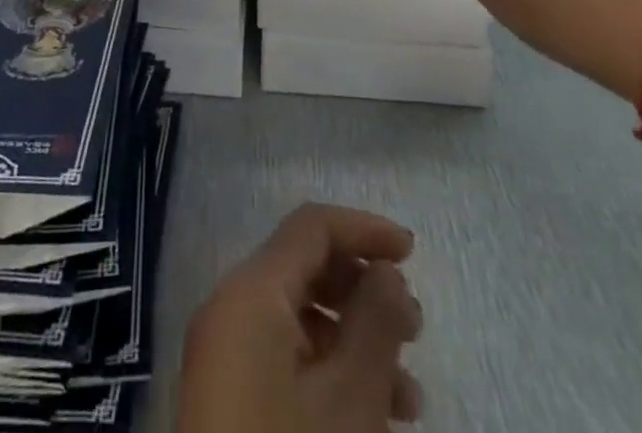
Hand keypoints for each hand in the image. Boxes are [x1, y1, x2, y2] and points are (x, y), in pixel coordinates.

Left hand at [178, 204, 421, 432]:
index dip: (365, 229)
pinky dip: (331, 373)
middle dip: (365, 291)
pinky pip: (286, 360)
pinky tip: (374, 417)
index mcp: (249, 291)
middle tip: (416, 332)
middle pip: (305, 270)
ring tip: (409, 396)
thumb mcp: (349, 397)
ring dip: (357, 342)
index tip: (413, 253)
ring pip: (301, 321)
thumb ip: (376, 320)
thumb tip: (388, 271)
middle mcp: (230, 310)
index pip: (311, 227)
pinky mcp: (230, 399)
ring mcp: (226, 357)